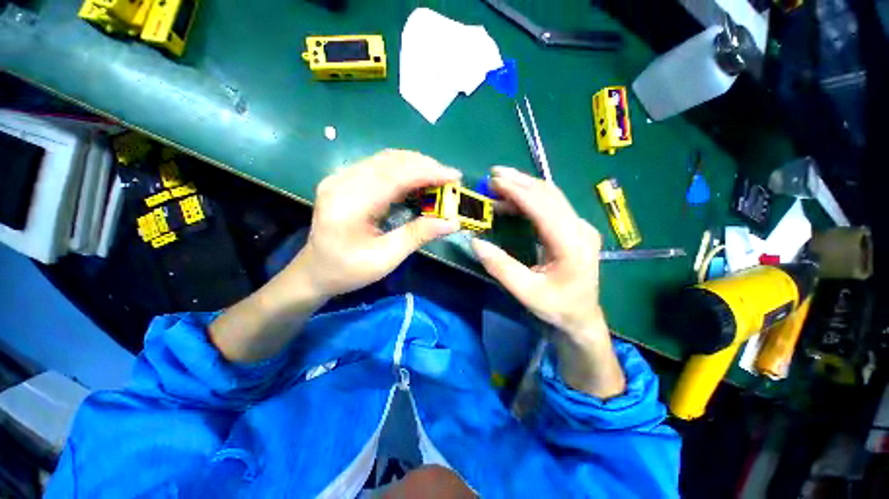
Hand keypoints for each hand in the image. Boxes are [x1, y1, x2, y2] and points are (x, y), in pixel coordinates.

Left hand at [290, 150, 461, 298]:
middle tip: (449, 179)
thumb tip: (452, 222)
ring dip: (415, 165)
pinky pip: (379, 166)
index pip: (395, 176)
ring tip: (438, 179)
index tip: (454, 176)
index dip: (428, 172)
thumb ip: (418, 235)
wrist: (314, 271)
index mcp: (350, 204)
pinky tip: (416, 180)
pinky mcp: (344, 179)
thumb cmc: (349, 271)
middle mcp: (342, 182)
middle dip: (425, 166)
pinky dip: (403, 170)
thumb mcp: (386, 259)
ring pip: (385, 159)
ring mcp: (340, 177)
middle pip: (390, 161)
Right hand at [471, 167, 624, 396]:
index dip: (517, 191)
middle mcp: (580, 229)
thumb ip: (500, 267)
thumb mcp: (525, 292)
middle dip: (519, 181)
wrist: (581, 317)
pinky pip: (551, 206)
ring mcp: (580, 227)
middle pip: (549, 194)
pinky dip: (530, 199)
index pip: (542, 207)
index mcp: (571, 244)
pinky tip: (513, 200)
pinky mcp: (574, 229)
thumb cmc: (556, 307)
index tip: (493, 181)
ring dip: (524, 187)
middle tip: (493, 175)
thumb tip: (475, 242)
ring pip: (551, 196)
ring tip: (499, 184)